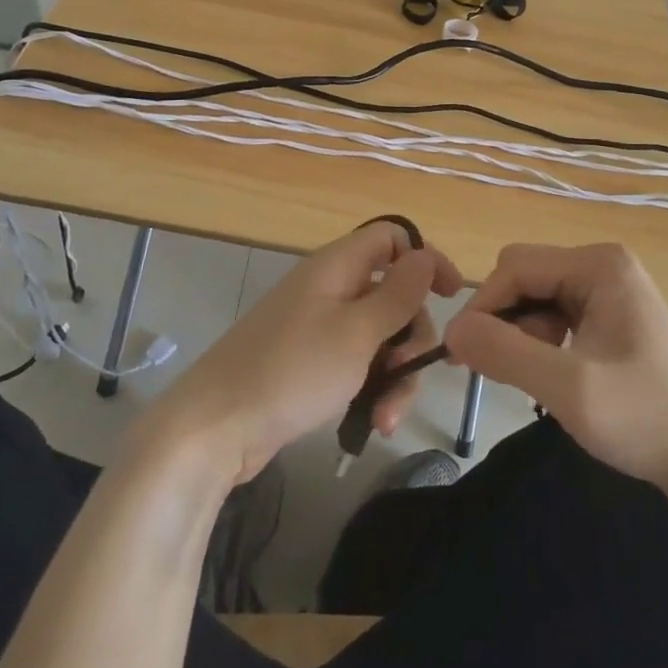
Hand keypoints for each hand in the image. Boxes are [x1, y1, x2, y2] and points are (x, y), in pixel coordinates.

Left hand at [147, 221, 463, 483]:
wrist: (215, 428)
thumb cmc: (292, 372)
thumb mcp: (357, 333)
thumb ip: (398, 294)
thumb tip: (426, 254)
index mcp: (337, 267)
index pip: (392, 238)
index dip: (425, 259)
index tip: (453, 296)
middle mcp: (329, 289)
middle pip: (392, 293)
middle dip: (411, 336)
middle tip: (410, 371)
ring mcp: (318, 327)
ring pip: (378, 336)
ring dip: (395, 374)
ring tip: (388, 418)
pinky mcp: (310, 363)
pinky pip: (356, 363)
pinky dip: (371, 388)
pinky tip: (374, 423)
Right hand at [444, 243, 667, 494]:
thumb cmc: (644, 418)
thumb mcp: (569, 388)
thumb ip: (505, 353)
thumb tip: (451, 330)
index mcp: (599, 264)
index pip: (516, 267)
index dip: (483, 306)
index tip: (458, 352)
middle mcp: (603, 264)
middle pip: (525, 276)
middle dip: (504, 320)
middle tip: (498, 370)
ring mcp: (610, 288)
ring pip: (537, 296)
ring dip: (522, 334)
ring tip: (535, 381)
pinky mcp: (612, 314)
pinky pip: (556, 313)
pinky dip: (541, 341)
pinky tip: (553, 376)